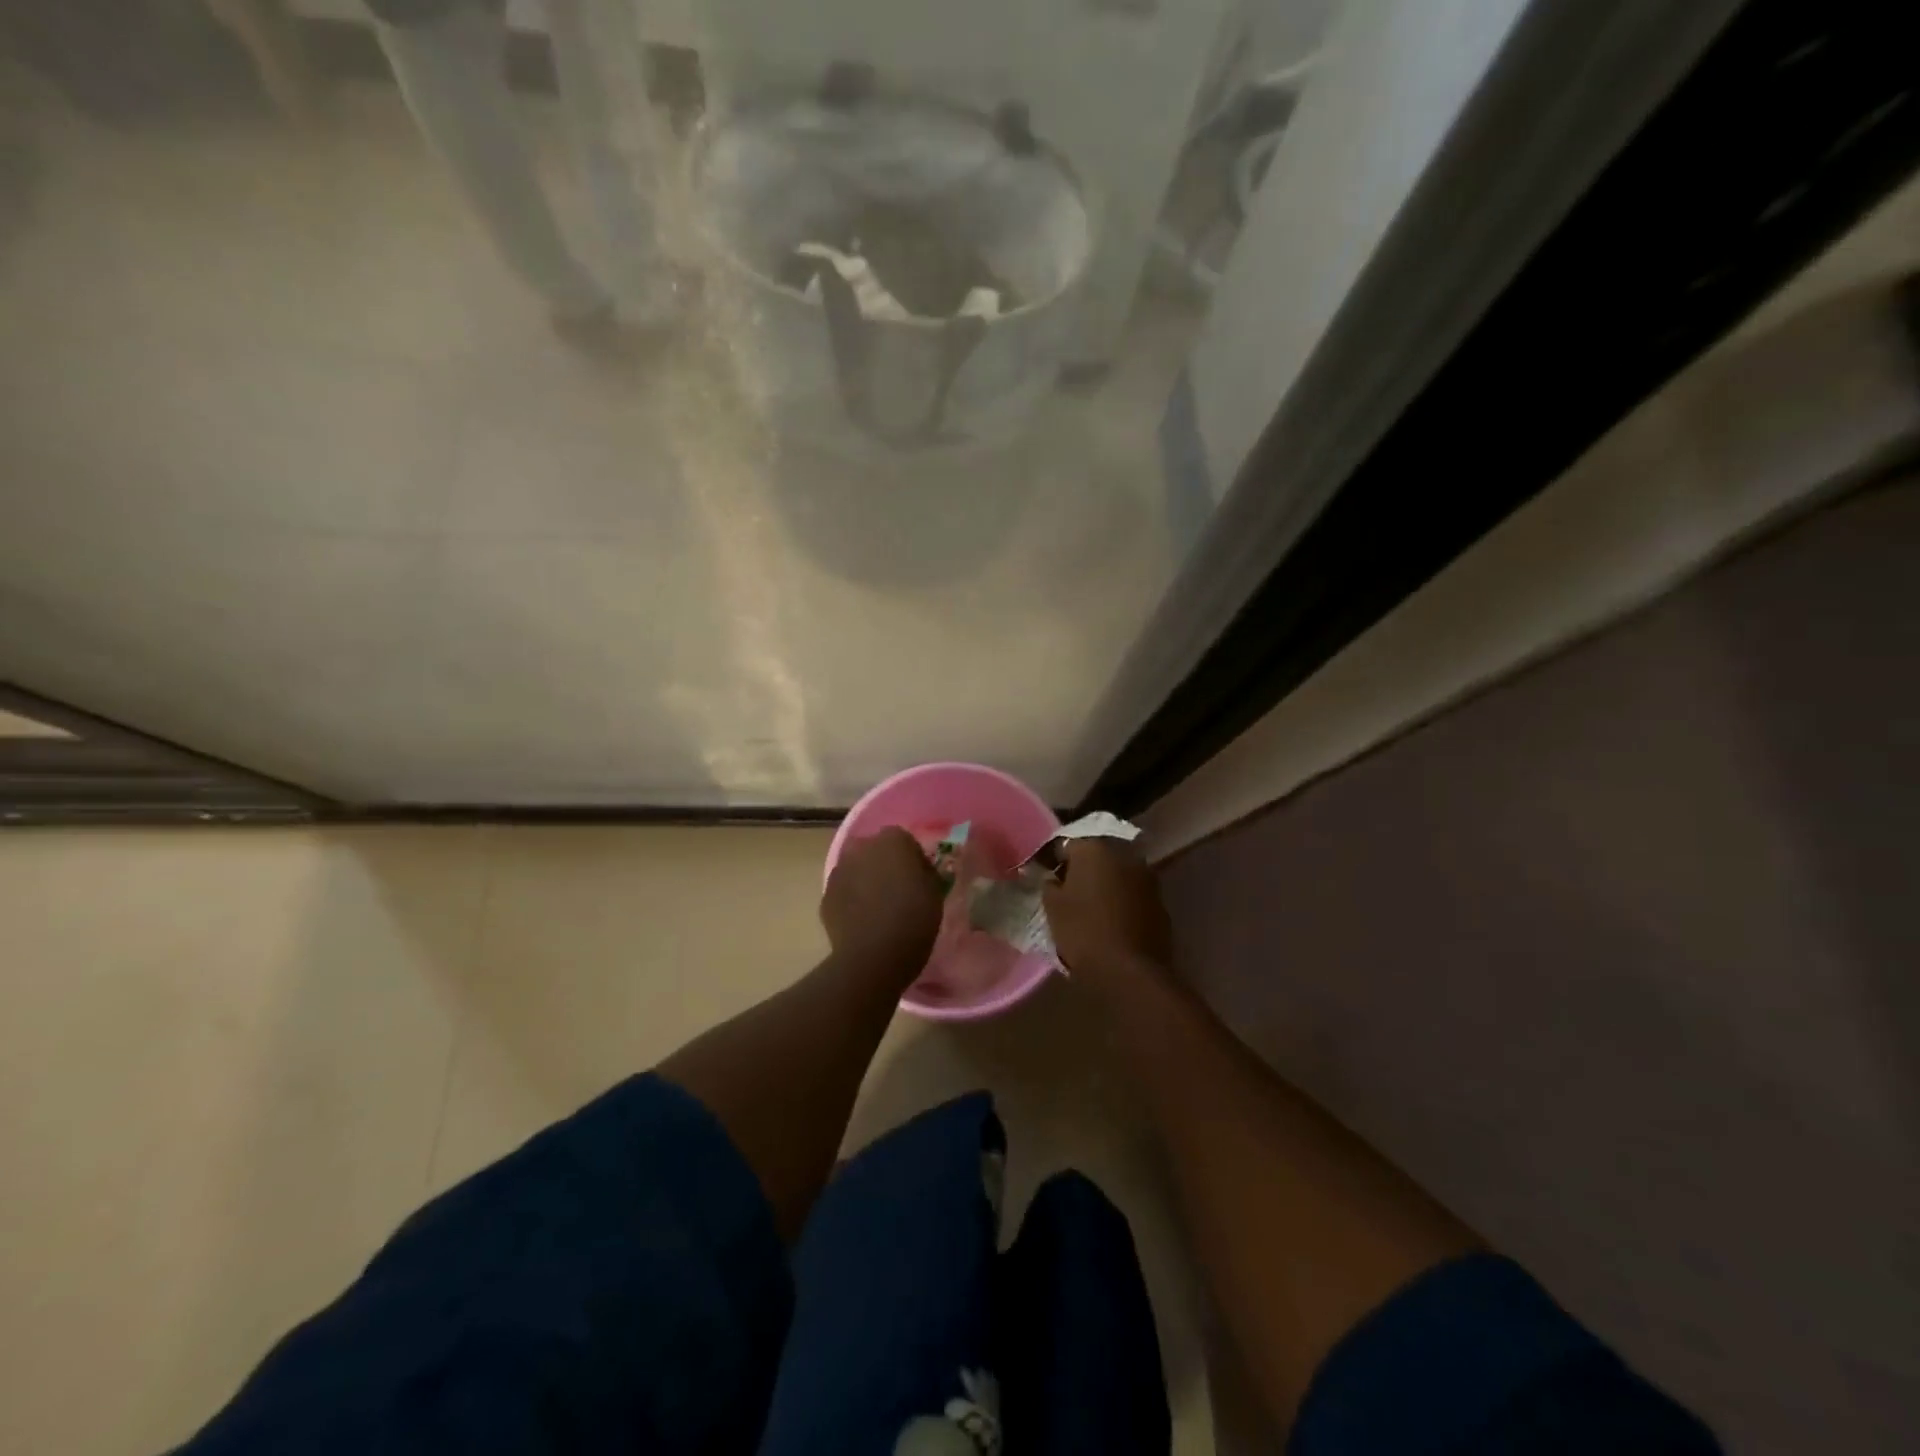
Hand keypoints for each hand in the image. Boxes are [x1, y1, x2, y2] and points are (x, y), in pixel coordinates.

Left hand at [821, 827, 944, 980]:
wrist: (873, 955)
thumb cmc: (913, 919)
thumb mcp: (935, 892)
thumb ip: (925, 873)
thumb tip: (918, 870)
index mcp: (892, 840)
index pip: (904, 840)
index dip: (912, 859)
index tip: (918, 878)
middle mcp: (862, 847)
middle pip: (874, 850)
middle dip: (884, 864)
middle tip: (897, 890)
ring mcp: (839, 870)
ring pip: (855, 869)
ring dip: (864, 880)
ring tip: (878, 908)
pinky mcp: (826, 895)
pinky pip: (843, 892)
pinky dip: (851, 900)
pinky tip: (862, 921)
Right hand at [1043, 838, 1174, 984]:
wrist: (1130, 971)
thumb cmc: (1084, 933)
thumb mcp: (1053, 907)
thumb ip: (1049, 884)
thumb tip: (1052, 877)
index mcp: (1094, 849)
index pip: (1066, 844)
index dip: (1053, 860)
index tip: (1045, 876)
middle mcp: (1124, 853)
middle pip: (1096, 855)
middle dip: (1082, 868)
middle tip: (1068, 889)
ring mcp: (1146, 876)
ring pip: (1117, 872)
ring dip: (1105, 882)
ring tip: (1090, 904)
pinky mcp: (1160, 900)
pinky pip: (1133, 892)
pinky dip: (1122, 898)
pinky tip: (1111, 916)